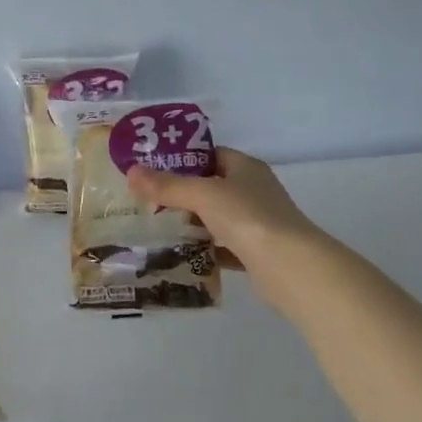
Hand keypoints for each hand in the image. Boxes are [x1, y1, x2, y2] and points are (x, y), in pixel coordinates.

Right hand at [126, 147, 325, 308]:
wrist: (290, 266)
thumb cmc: (248, 218)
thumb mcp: (204, 195)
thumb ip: (168, 185)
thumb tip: (132, 172)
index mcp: (246, 168)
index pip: (211, 155)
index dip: (183, 160)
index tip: (152, 170)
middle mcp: (254, 191)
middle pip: (212, 187)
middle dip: (182, 195)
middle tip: (147, 203)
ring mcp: (257, 223)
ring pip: (216, 218)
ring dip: (191, 224)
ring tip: (156, 229)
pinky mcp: (256, 252)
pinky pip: (223, 246)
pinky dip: (204, 250)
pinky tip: (181, 256)